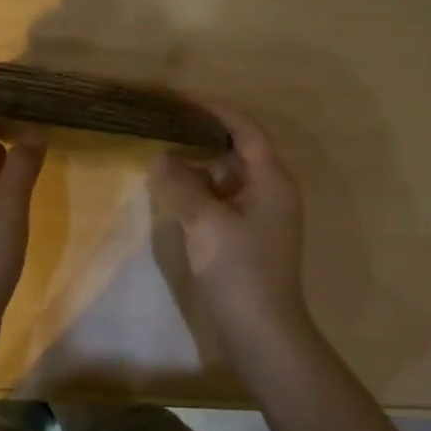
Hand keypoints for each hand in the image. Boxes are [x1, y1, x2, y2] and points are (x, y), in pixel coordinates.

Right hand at [149, 101, 313, 349]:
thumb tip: (159, 158)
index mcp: (271, 179)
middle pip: (235, 148)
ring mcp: (259, 214)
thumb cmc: (240, 272)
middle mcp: (270, 189)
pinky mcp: (246, 235)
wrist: (263, 334)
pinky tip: (171, 190)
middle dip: (200, 133)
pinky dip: (198, 189)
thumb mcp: (206, 223)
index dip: (213, 108)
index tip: (177, 96)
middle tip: (162, 122)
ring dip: (196, 163)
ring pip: (226, 175)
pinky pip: (221, 198)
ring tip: (160, 151)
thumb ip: (181, 185)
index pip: (244, 128)